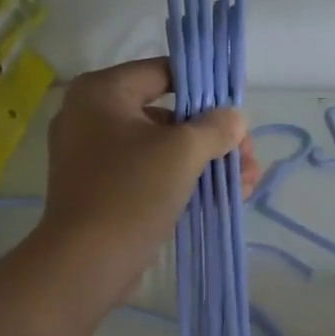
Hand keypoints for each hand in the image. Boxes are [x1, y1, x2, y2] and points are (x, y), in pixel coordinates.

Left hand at [37, 58, 256, 297]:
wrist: (86, 263)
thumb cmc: (131, 192)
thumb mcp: (182, 152)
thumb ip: (214, 128)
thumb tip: (233, 119)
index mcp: (100, 92)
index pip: (162, 72)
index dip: (205, 88)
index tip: (236, 111)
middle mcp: (90, 117)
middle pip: (166, 115)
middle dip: (213, 137)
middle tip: (248, 156)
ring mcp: (93, 158)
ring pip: (160, 150)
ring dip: (205, 163)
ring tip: (247, 183)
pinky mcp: (102, 193)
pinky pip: (148, 176)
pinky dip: (182, 183)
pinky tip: (223, 197)